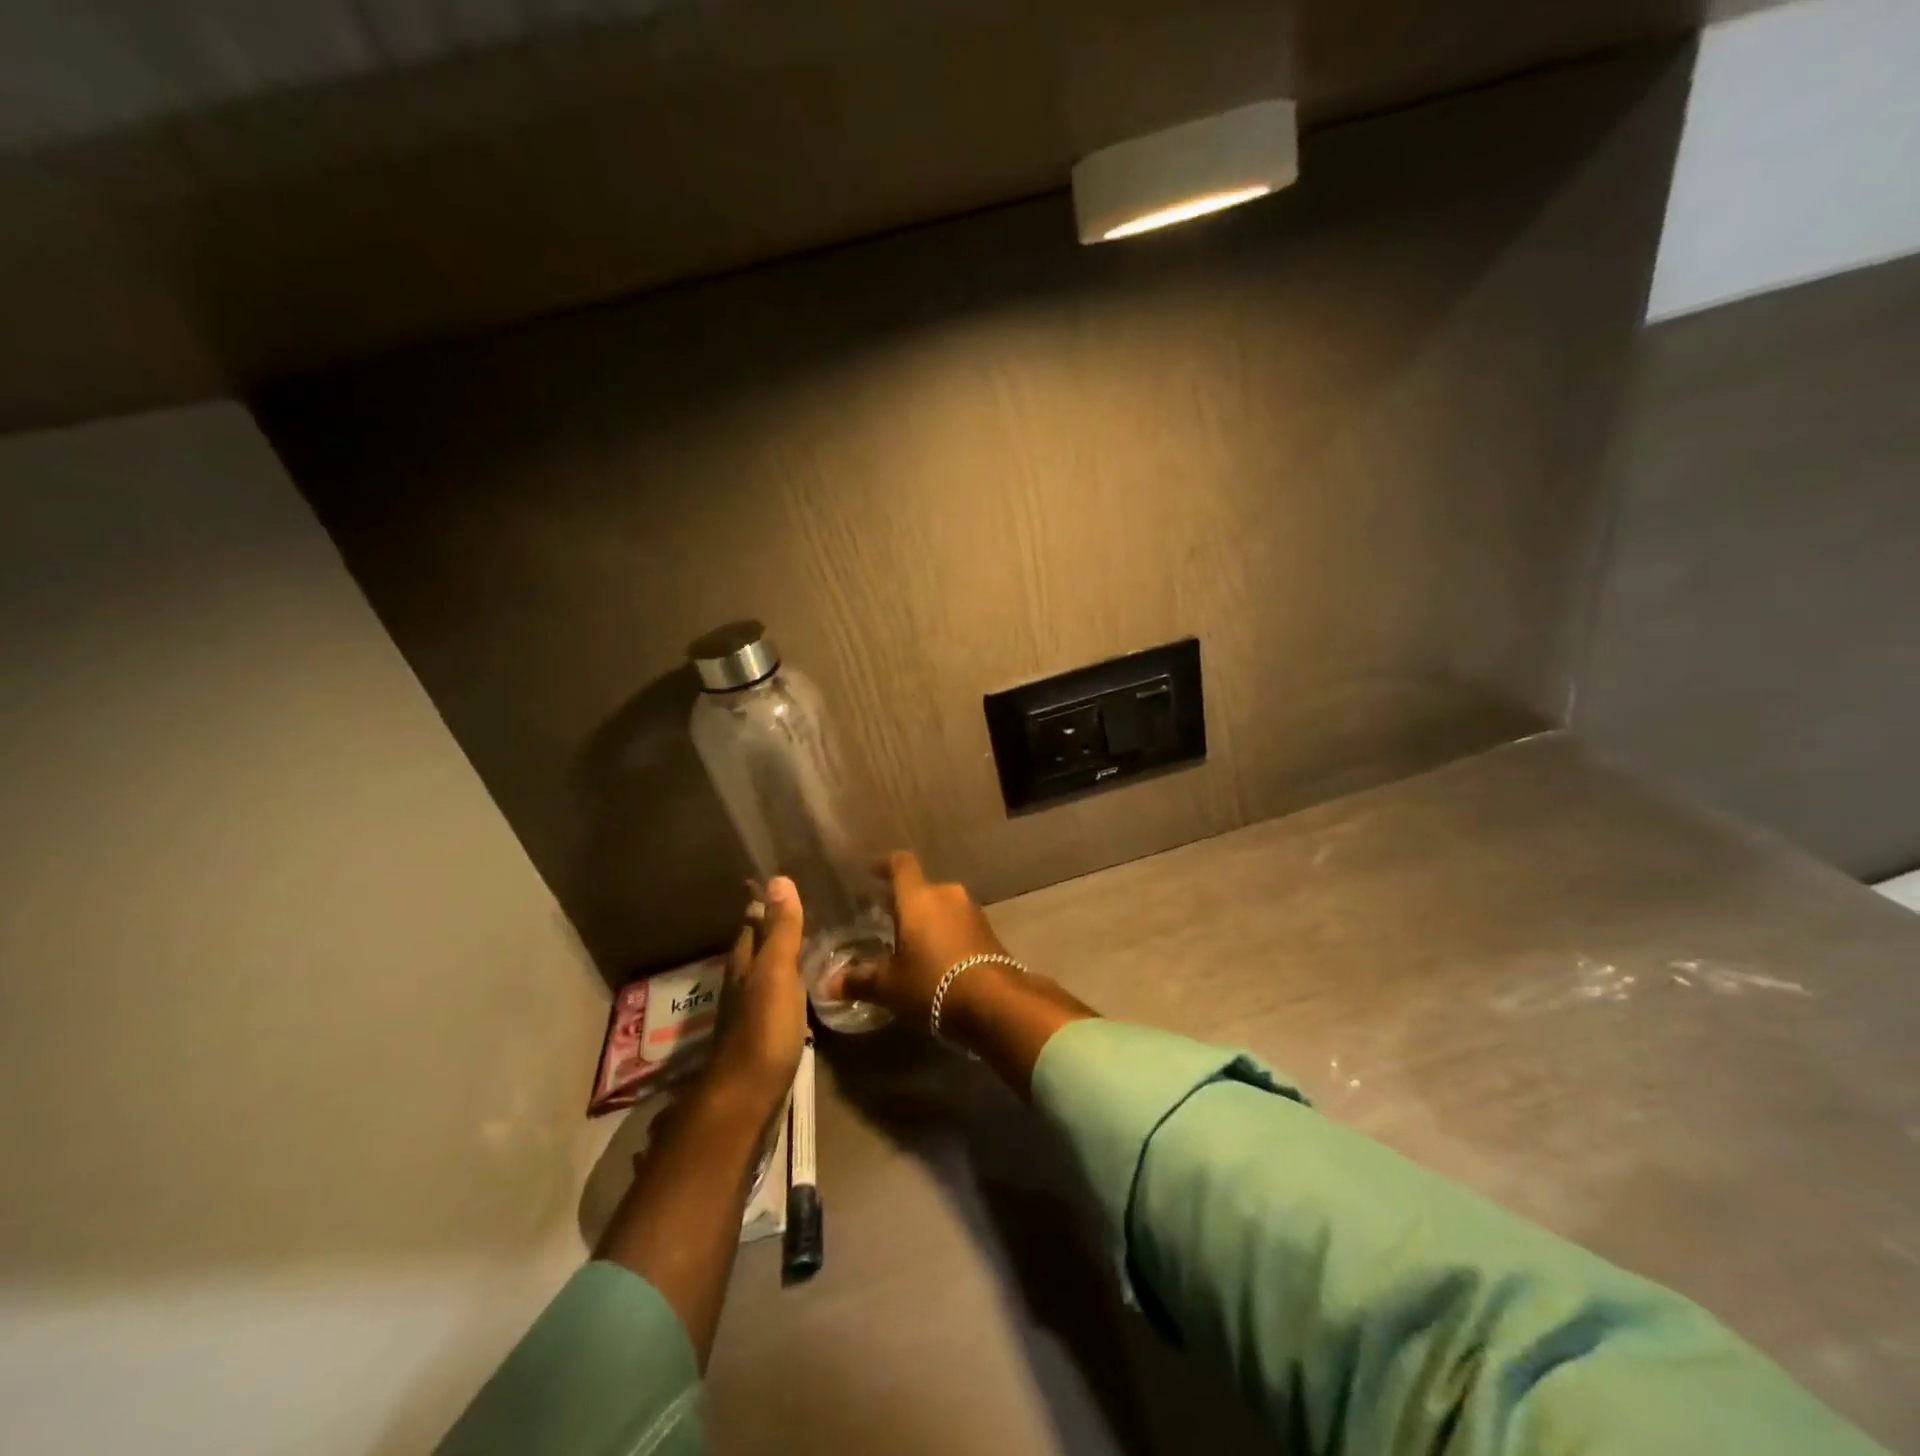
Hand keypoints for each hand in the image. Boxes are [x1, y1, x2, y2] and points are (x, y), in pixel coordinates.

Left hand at [705, 876, 807, 1117]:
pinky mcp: (765, 1033)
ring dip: (784, 954)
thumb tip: (779, 878)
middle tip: (808, 905)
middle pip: (757, 945)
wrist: (747, 1097)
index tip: (786, 879)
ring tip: (814, 938)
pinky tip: (808, 983)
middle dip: (775, 926)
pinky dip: (791, 981)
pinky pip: (779, 994)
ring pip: (767, 970)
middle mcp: (743, 981)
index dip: (766, 902)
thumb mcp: (776, 973)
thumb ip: (781, 930)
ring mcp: (752, 1009)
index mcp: (744, 963)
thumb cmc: (763, 1029)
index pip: (753, 921)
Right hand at [834, 851, 1012, 1032]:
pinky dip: (946, 933)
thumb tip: (828, 985)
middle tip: (886, 919)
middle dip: (904, 902)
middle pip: (921, 889)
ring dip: (927, 919)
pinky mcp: (988, 930)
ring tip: (911, 943)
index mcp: (918, 897)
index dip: (885, 865)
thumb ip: (860, 980)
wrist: (994, 1001)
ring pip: (942, 906)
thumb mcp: (890, 986)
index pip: (901, 864)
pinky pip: (959, 923)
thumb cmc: (932, 984)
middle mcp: (946, 894)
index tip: (871, 871)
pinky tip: (938, 957)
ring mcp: (971, 911)